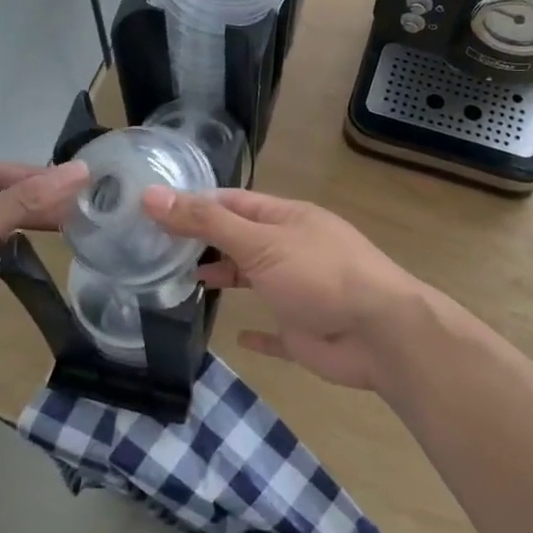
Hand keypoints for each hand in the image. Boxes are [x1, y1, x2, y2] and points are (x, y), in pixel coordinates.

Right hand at [142, 187, 425, 390]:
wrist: (380, 333)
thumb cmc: (319, 275)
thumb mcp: (259, 242)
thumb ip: (207, 222)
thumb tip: (152, 195)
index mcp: (286, 219)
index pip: (233, 202)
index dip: (196, 204)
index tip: (153, 210)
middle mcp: (292, 249)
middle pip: (241, 239)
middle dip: (205, 241)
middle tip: (155, 248)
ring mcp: (299, 290)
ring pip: (255, 280)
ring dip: (225, 279)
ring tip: (182, 283)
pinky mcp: (304, 331)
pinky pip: (275, 331)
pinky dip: (256, 334)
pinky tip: (236, 338)